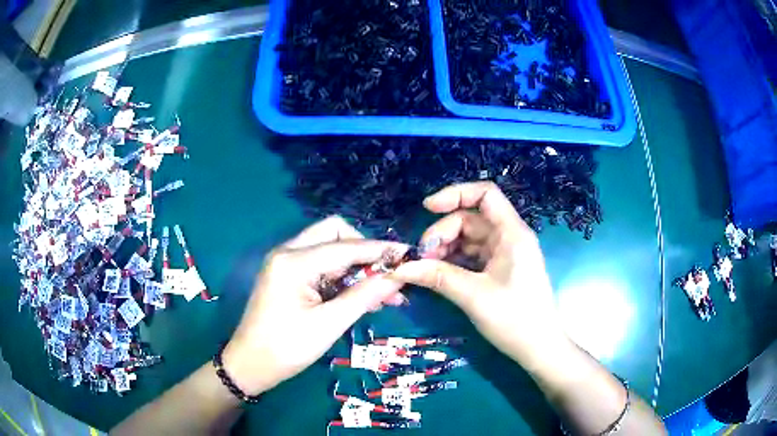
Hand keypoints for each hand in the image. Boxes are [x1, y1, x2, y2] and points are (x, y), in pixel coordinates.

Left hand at [222, 216, 406, 394]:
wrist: (250, 364)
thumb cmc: (287, 348)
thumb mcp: (330, 324)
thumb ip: (365, 296)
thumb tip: (399, 275)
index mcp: (294, 262)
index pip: (347, 246)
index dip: (380, 250)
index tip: (409, 255)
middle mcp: (288, 252)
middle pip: (335, 233)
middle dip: (364, 251)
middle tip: (385, 277)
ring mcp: (285, 262)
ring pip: (329, 248)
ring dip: (355, 266)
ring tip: (382, 294)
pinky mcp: (287, 274)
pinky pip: (320, 264)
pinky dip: (341, 275)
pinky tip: (360, 296)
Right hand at [391, 182, 566, 365]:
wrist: (538, 347)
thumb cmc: (515, 319)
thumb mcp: (474, 296)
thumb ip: (438, 277)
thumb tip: (400, 268)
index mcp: (512, 233)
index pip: (485, 194)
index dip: (455, 194)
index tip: (427, 209)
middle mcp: (509, 237)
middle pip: (471, 219)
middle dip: (443, 233)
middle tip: (420, 258)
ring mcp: (504, 254)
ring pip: (469, 239)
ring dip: (445, 249)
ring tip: (425, 268)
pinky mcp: (499, 269)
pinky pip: (472, 256)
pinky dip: (453, 261)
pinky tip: (438, 274)